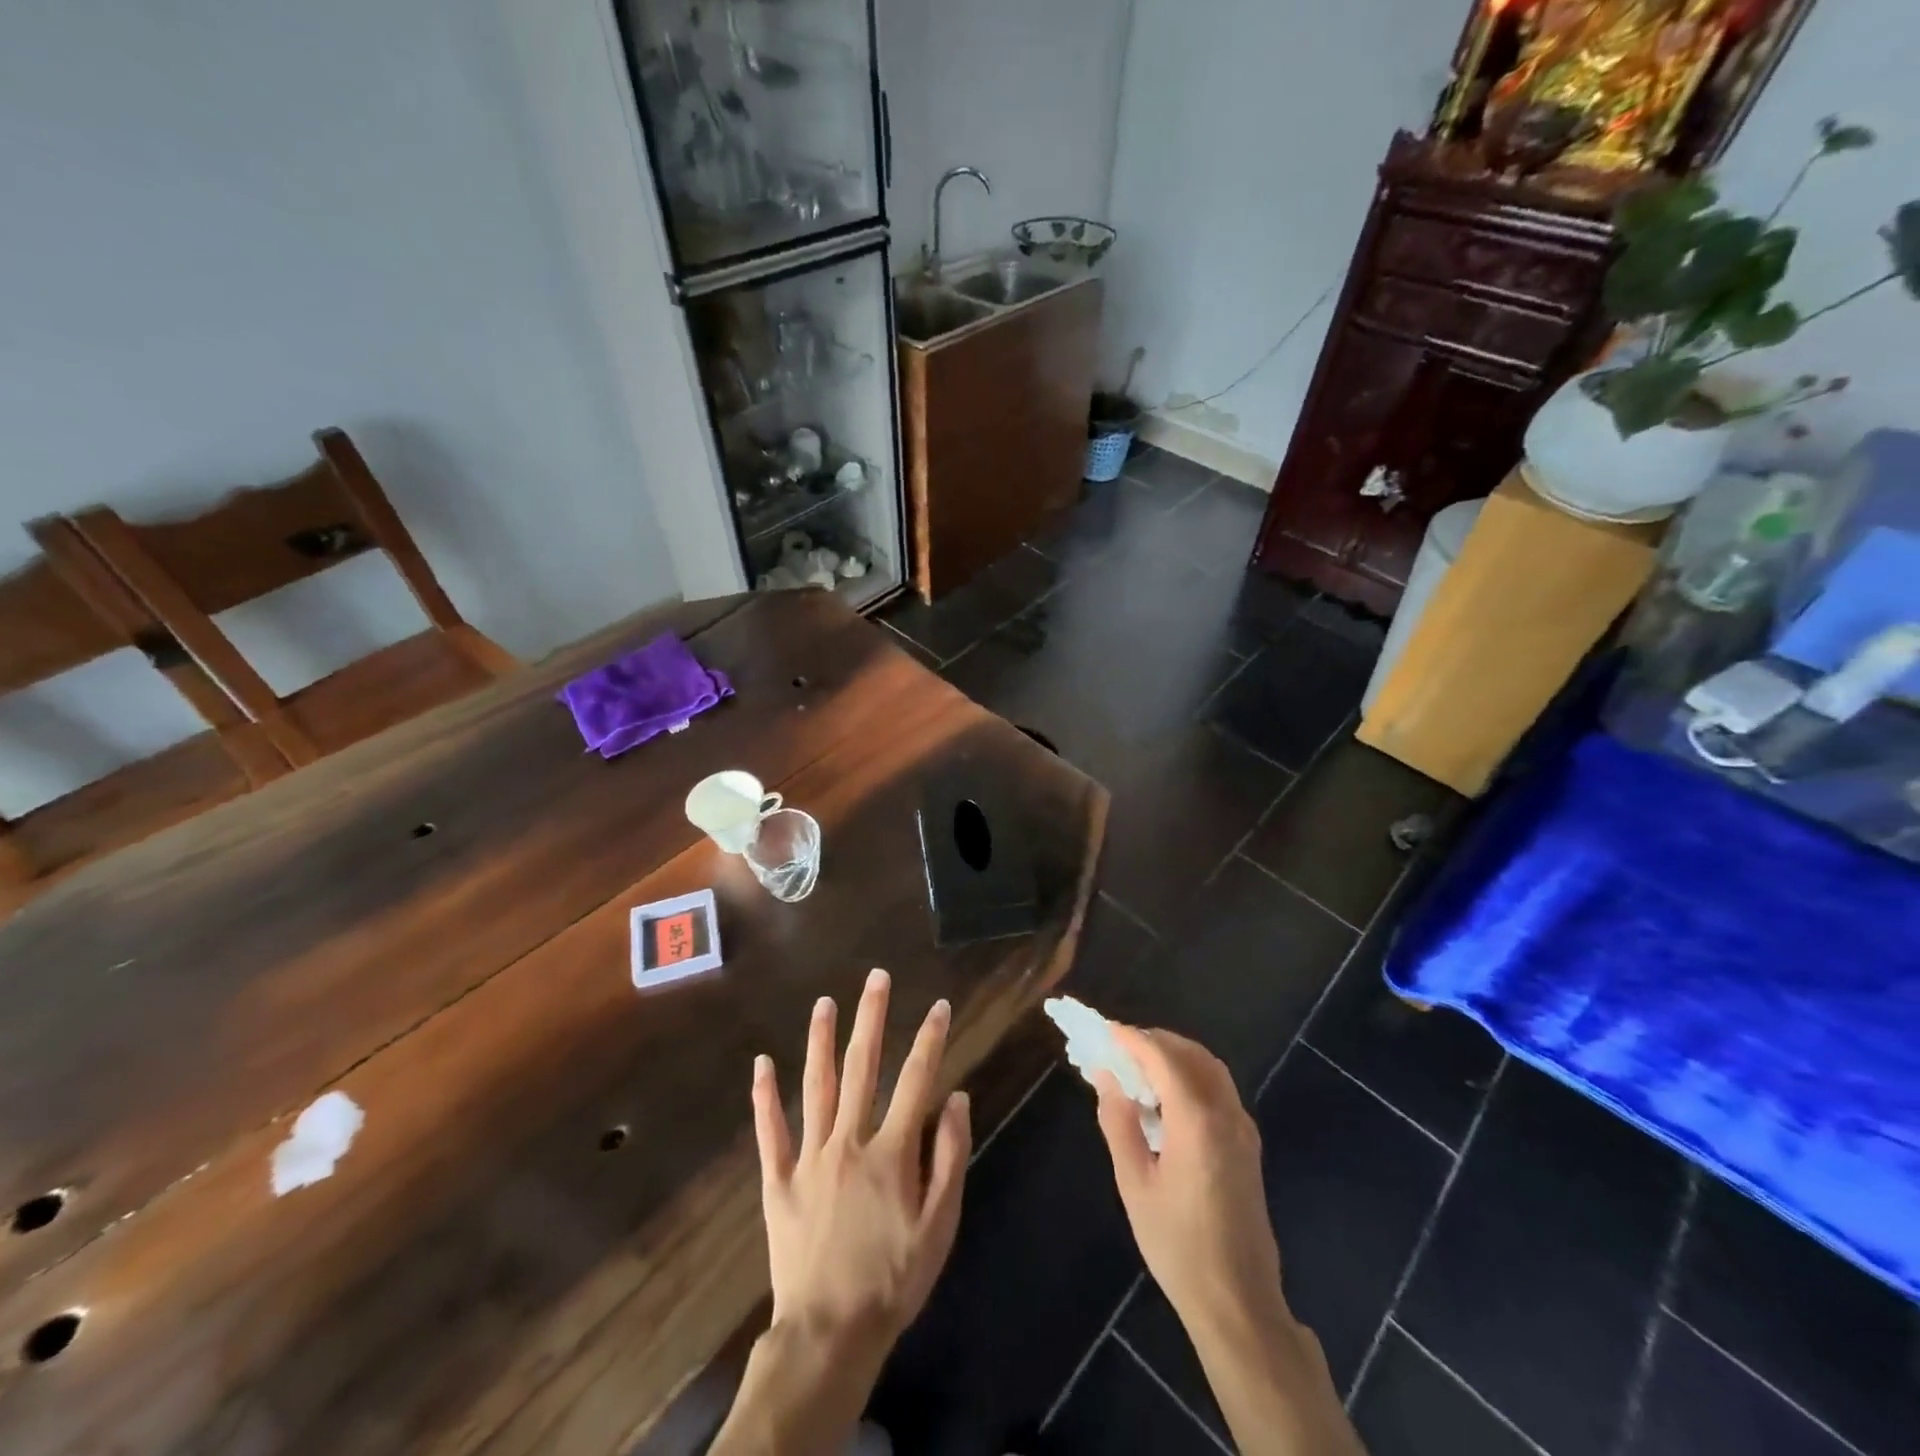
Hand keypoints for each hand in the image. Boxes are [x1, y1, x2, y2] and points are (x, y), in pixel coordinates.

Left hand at [751, 967, 971, 1354]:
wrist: (830, 1333)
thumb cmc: (893, 1279)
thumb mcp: (940, 1226)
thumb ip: (950, 1158)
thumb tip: (957, 1098)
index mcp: (891, 1151)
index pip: (916, 1080)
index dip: (930, 1040)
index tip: (939, 1006)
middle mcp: (849, 1141)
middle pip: (861, 1068)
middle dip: (871, 1018)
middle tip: (875, 978)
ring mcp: (809, 1157)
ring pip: (815, 1086)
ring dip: (821, 1040)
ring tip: (825, 1002)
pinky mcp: (779, 1181)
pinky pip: (770, 1132)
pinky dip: (765, 1097)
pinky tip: (762, 1063)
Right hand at [1093, 1027, 1288, 1339]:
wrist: (1238, 1302)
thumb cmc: (1178, 1245)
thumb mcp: (1134, 1183)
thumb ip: (1119, 1122)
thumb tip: (1106, 1077)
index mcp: (1197, 1120)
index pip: (1162, 1056)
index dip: (1131, 1038)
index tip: (1104, 1031)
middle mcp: (1226, 1112)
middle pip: (1190, 1053)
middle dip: (1153, 1041)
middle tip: (1117, 1048)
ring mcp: (1242, 1127)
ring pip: (1208, 1067)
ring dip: (1173, 1055)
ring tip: (1136, 1068)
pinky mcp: (1248, 1143)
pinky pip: (1218, 1089)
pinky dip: (1190, 1075)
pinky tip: (1165, 1097)